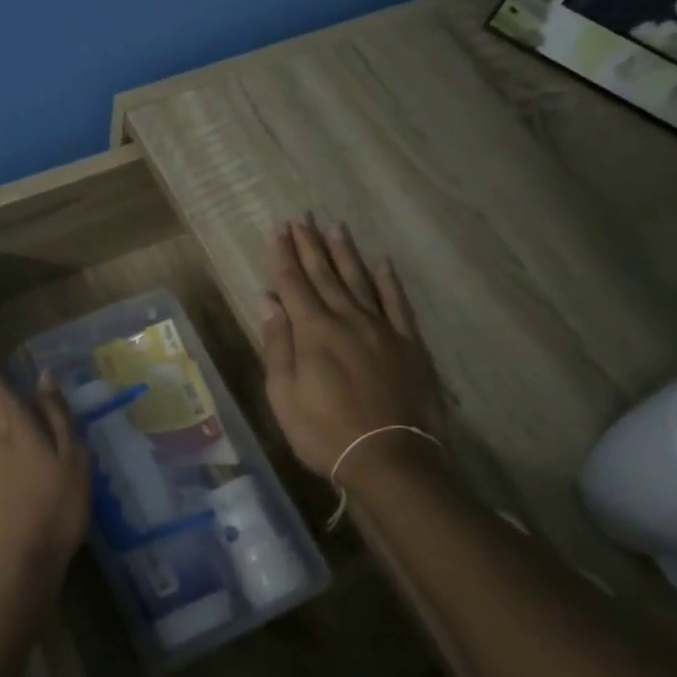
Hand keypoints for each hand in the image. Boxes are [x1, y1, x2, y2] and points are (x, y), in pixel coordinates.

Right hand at [260, 217, 444, 484]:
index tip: (279, 230)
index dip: (284, 256)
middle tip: (302, 218)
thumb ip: (277, 344)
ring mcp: (382, 329)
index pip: (294, 284)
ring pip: (360, 281)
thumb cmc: (325, 432)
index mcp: (314, 332)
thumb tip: (268, 302)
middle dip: (311, 245)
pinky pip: (397, 304)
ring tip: (335, 228)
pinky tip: (383, 264)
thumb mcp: (284, 395)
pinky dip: (389, 282)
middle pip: (325, 275)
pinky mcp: (409, 344)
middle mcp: (348, 319)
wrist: (391, 458)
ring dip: (345, 254)